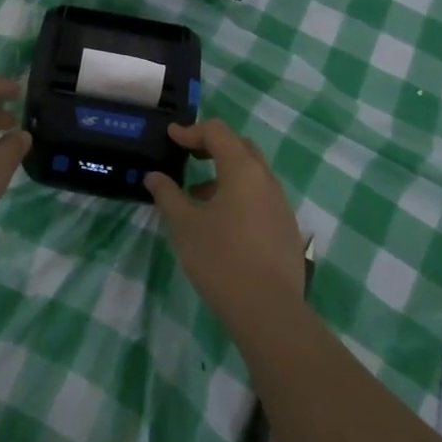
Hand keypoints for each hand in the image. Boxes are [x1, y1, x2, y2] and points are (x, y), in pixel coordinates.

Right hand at [145, 120, 302, 330]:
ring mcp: (281, 205)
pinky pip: (261, 197)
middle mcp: (267, 180)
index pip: (218, 132)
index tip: (171, 137)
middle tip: (188, 155)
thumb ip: (168, 195)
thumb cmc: (220, 259)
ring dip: (225, 173)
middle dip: (213, 146)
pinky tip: (222, 222)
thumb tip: (154, 177)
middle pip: (240, 147)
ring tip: (198, 195)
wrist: (268, 311)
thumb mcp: (185, 225)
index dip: (192, 131)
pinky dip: (239, 195)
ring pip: (253, 174)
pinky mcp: (286, 228)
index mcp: (243, 170)